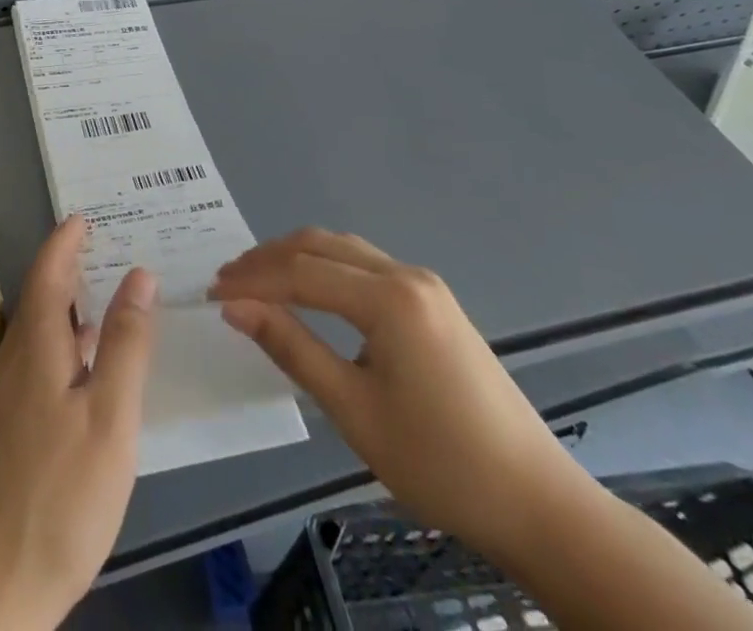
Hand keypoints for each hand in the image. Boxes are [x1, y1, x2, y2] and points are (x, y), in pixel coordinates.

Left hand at [0, 216, 158, 630]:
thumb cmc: (59, 494)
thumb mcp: (110, 417)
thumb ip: (126, 345)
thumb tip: (139, 275)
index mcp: (35, 345)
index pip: (48, 272)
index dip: (65, 241)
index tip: (85, 216)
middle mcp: (14, 360)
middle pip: (41, 296)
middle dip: (69, 266)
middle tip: (107, 246)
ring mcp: (7, 397)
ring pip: (40, 331)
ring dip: (68, 304)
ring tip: (105, 294)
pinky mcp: (9, 430)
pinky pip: (39, 360)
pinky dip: (65, 341)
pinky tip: (88, 365)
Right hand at [210, 228, 587, 564]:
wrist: (540, 505)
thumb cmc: (440, 463)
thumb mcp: (354, 409)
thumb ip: (291, 347)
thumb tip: (236, 307)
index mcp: (389, 299)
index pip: (301, 273)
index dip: (252, 280)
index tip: (212, 293)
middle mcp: (407, 275)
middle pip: (320, 246)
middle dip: (268, 259)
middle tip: (227, 281)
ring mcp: (425, 286)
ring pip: (343, 250)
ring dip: (296, 259)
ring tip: (257, 281)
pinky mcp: (434, 303)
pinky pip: (365, 267)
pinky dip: (325, 270)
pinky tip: (308, 291)